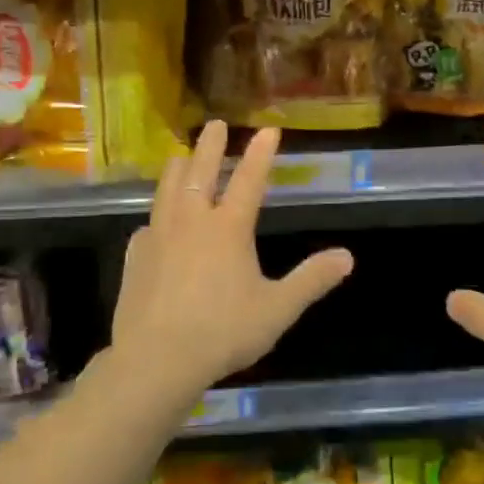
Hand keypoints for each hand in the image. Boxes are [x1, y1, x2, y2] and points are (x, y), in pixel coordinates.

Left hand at [110, 121, 353, 401]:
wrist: (156, 360)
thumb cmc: (223, 332)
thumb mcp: (277, 309)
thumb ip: (311, 280)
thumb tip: (347, 257)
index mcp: (228, 228)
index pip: (250, 180)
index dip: (261, 153)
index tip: (268, 129)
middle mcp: (192, 221)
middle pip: (201, 171)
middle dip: (211, 145)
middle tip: (214, 124)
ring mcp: (159, 235)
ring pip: (167, 189)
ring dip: (178, 169)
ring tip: (180, 157)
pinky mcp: (135, 256)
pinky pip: (148, 225)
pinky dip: (157, 216)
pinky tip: (155, 224)